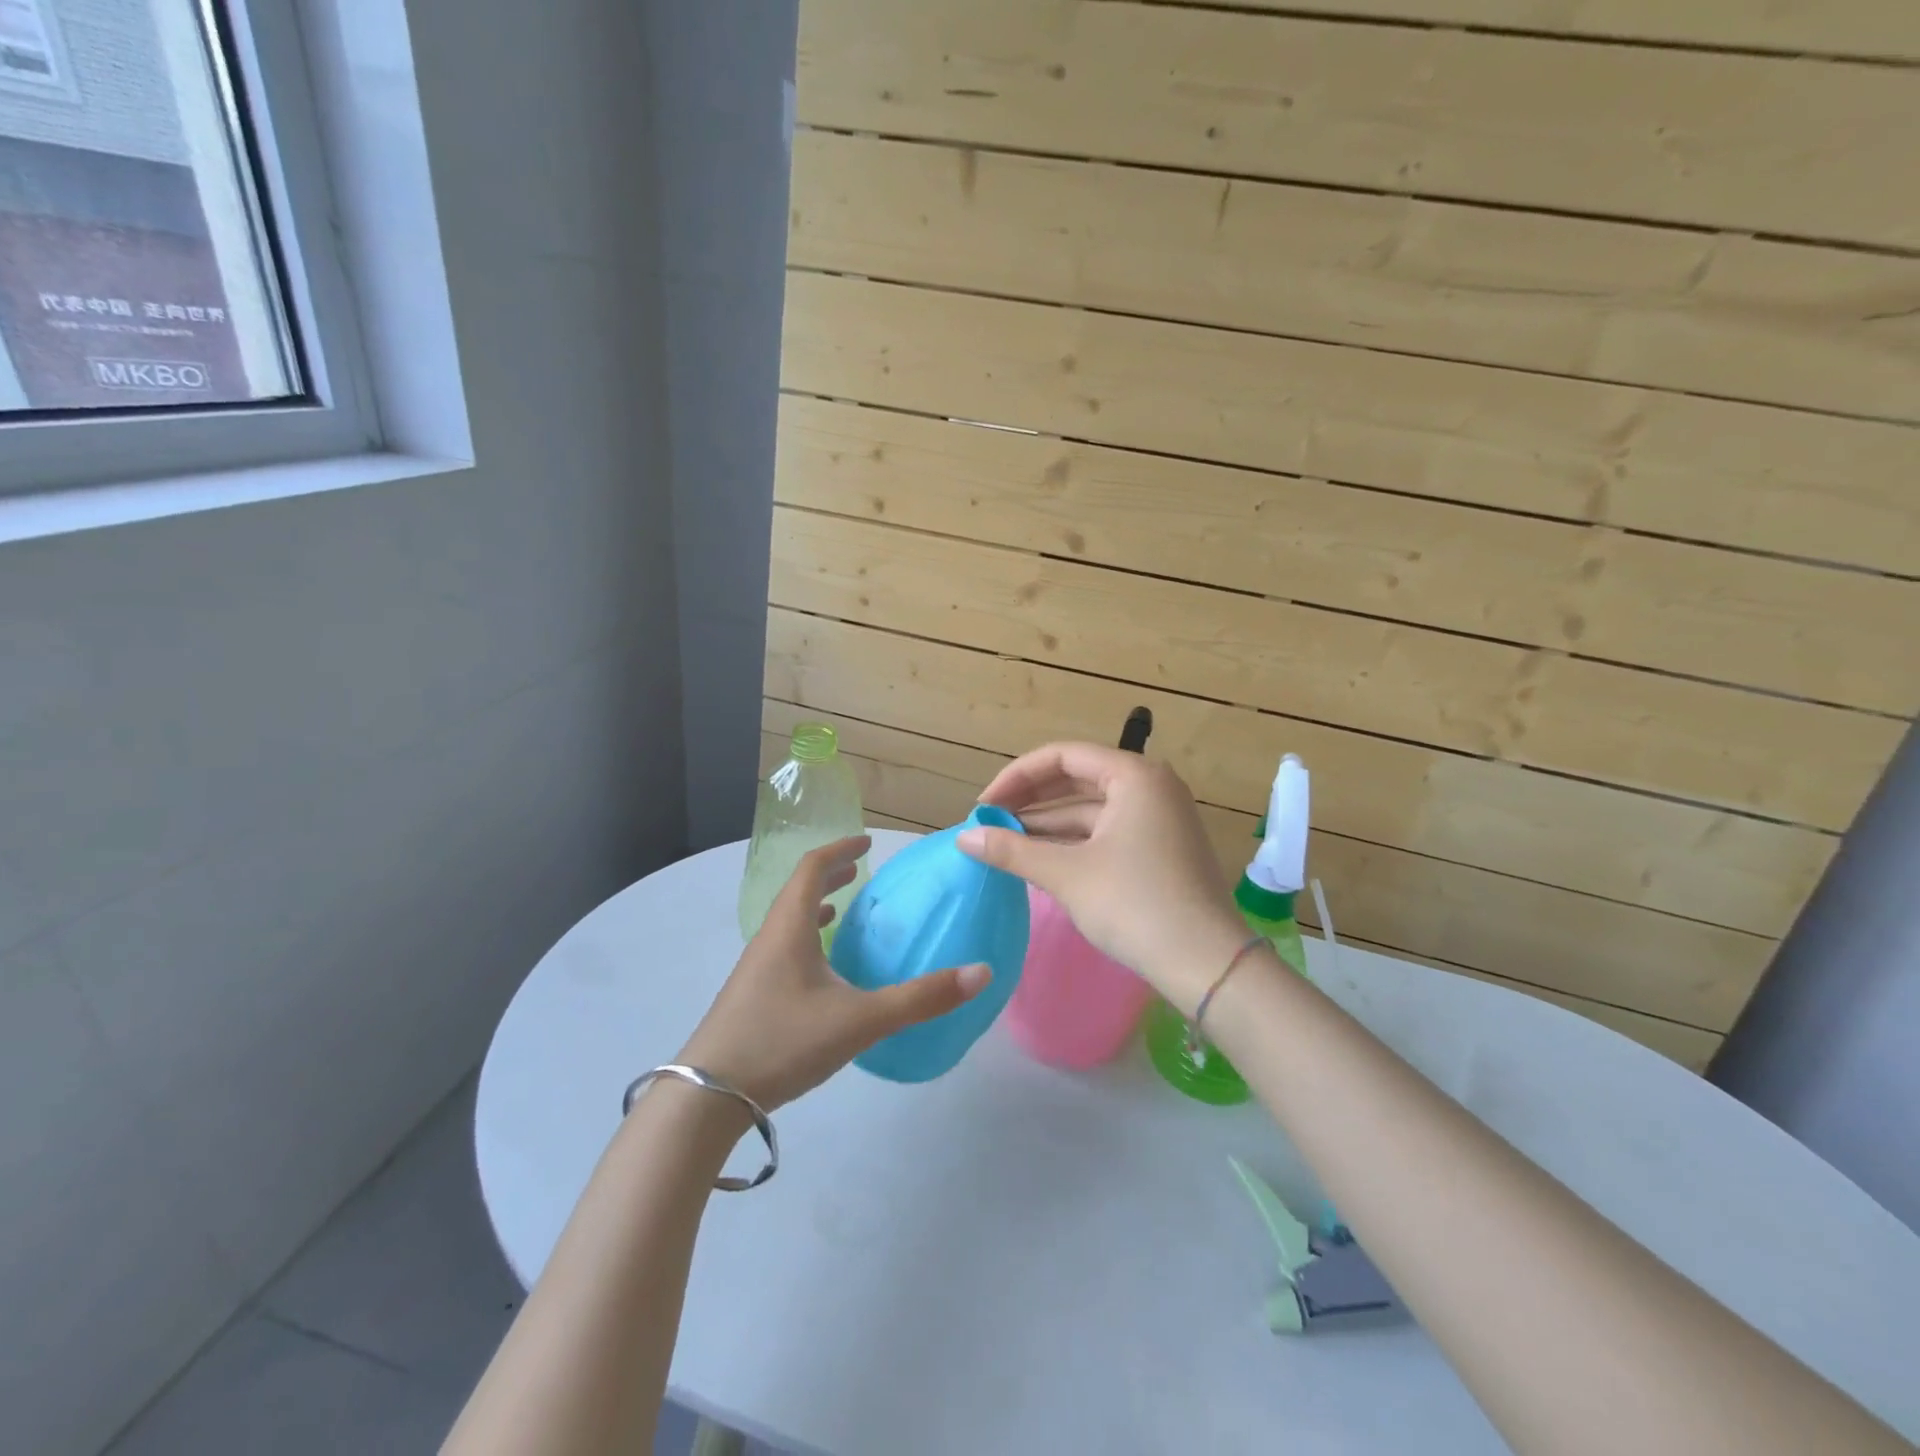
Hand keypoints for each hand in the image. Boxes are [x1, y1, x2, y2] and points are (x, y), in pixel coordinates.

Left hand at [676, 835, 990, 1109]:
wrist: (706, 1099)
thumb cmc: (782, 1042)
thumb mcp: (860, 1020)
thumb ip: (920, 998)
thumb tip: (980, 972)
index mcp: (789, 929)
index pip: (811, 869)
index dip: (839, 851)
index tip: (866, 843)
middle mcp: (769, 940)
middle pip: (798, 892)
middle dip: (829, 875)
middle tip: (860, 872)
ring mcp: (755, 971)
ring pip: (788, 923)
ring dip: (816, 907)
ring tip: (842, 910)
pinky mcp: (751, 998)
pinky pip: (784, 951)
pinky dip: (807, 941)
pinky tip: (823, 972)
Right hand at [957, 743, 1246, 1010]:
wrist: (1206, 964)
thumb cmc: (1135, 904)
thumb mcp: (1066, 874)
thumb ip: (1011, 850)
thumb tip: (963, 838)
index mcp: (1134, 775)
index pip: (1062, 756)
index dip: (1016, 777)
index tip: (985, 806)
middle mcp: (1151, 786)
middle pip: (1078, 777)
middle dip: (1031, 799)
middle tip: (991, 822)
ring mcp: (1159, 817)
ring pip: (1091, 808)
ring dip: (1048, 823)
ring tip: (1006, 842)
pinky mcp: (1160, 847)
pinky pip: (1106, 831)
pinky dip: (1073, 841)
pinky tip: (1040, 858)